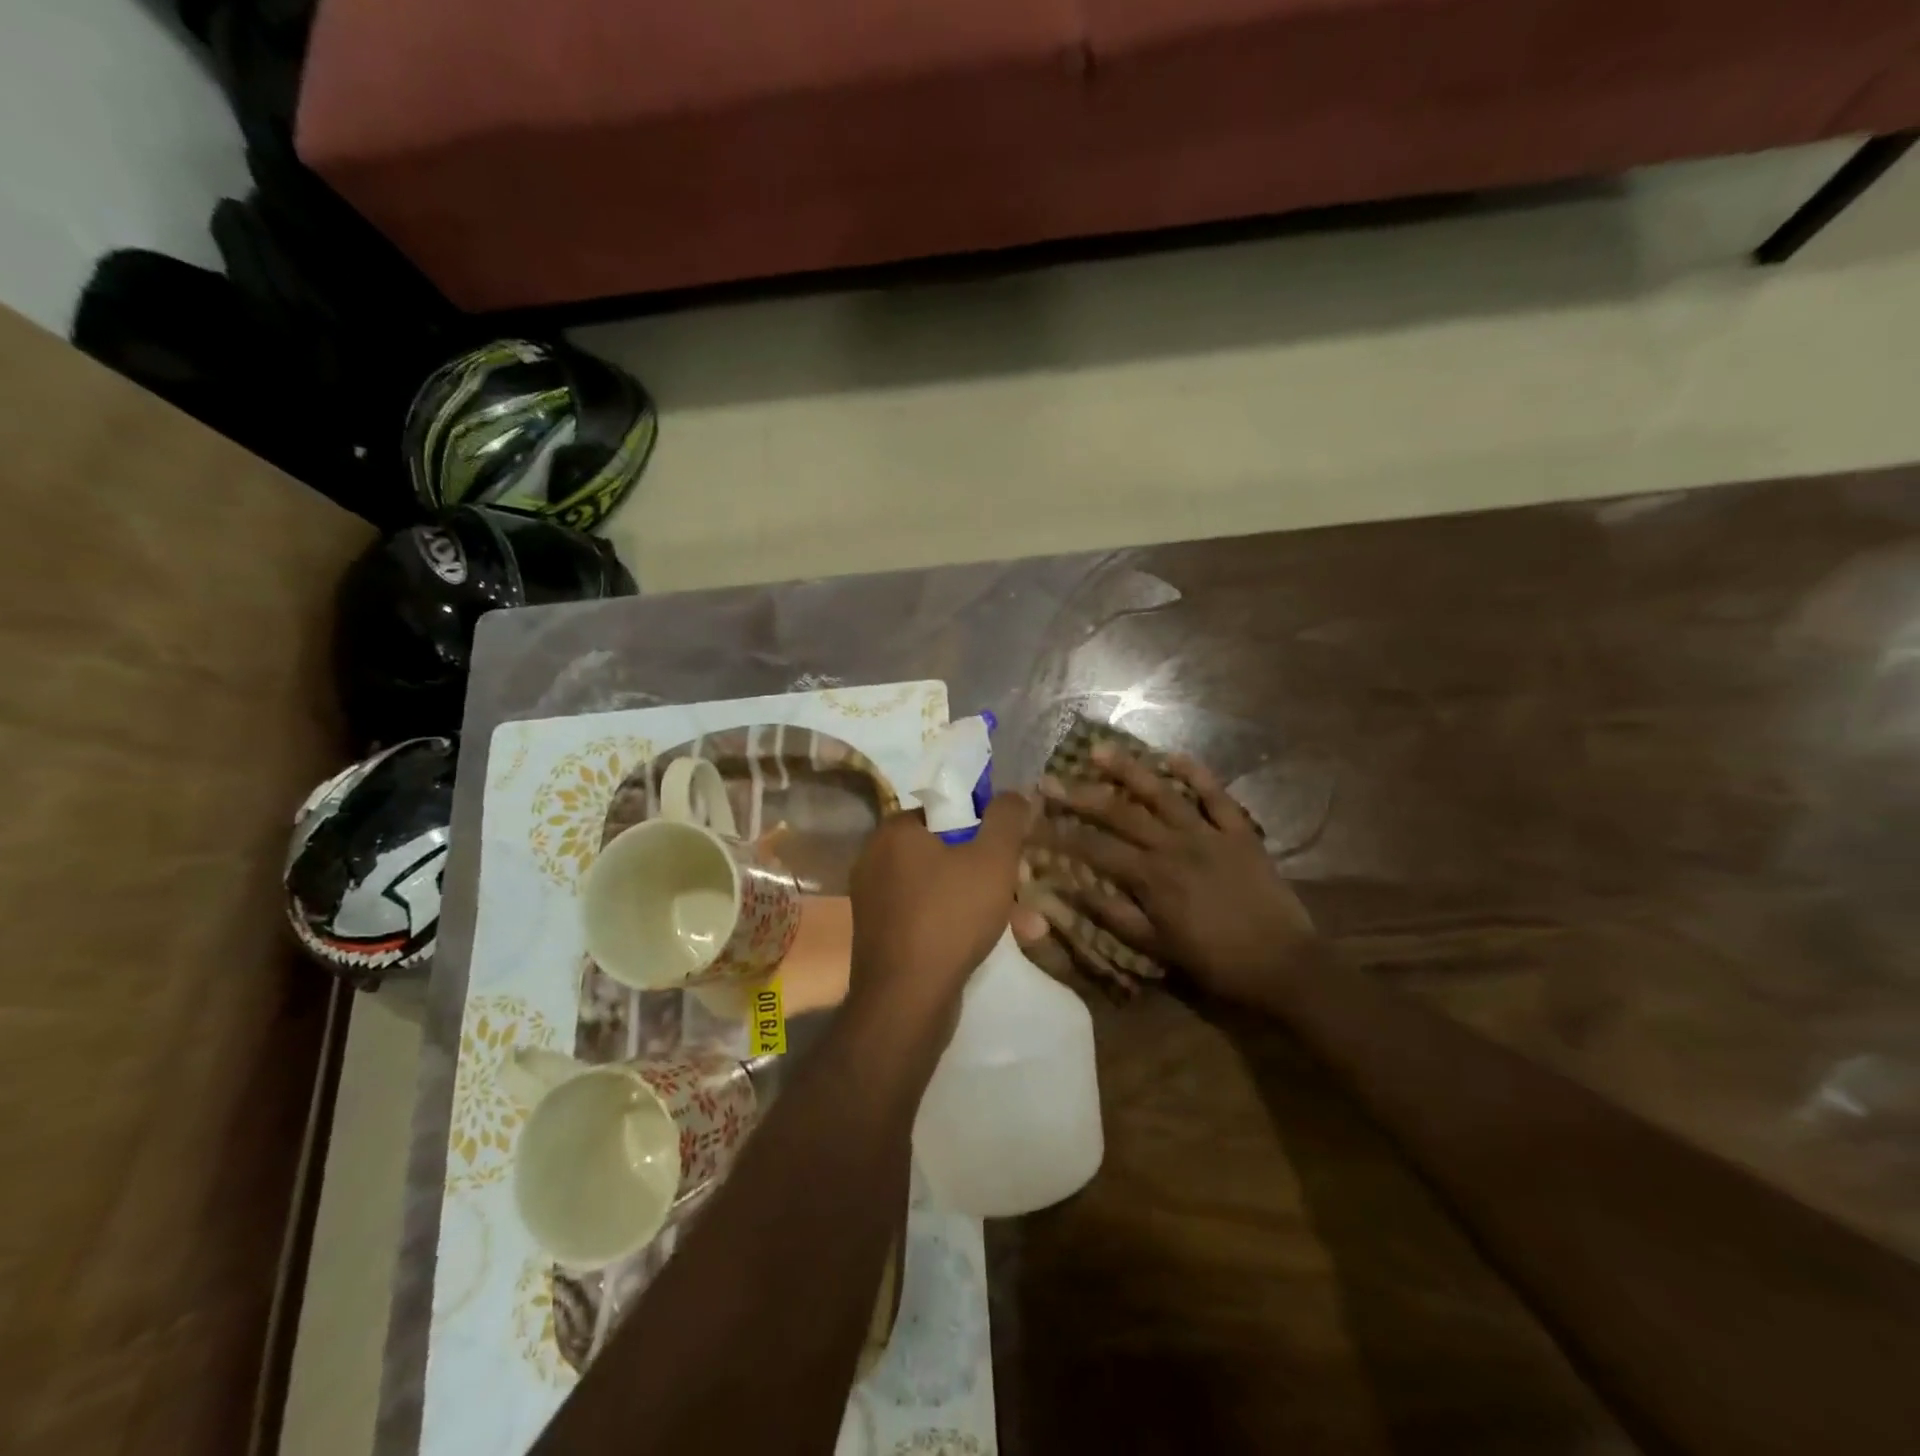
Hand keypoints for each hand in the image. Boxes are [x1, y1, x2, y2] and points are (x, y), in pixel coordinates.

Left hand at [847, 793, 1029, 1029]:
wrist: (905, 1002)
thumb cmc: (950, 917)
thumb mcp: (993, 859)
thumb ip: (1007, 818)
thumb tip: (1014, 795)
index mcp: (895, 832)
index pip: (946, 810)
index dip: (984, 825)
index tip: (1010, 849)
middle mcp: (877, 860)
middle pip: (947, 850)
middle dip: (992, 870)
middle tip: (1023, 886)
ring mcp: (876, 902)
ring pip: (943, 888)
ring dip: (986, 901)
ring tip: (1029, 926)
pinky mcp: (882, 937)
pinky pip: (929, 917)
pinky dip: (961, 924)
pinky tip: (999, 944)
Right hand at [1037, 747, 1316, 1006]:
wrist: (1284, 965)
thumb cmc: (1216, 962)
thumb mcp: (1158, 948)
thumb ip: (1114, 915)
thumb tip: (1070, 890)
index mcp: (1151, 877)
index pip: (1094, 849)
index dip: (1060, 834)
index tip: (1032, 821)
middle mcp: (1174, 845)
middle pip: (1120, 813)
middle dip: (1080, 795)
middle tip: (1050, 779)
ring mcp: (1208, 833)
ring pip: (1162, 793)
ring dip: (1129, 770)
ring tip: (1099, 750)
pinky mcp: (1239, 832)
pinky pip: (1216, 796)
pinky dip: (1197, 774)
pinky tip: (1174, 756)